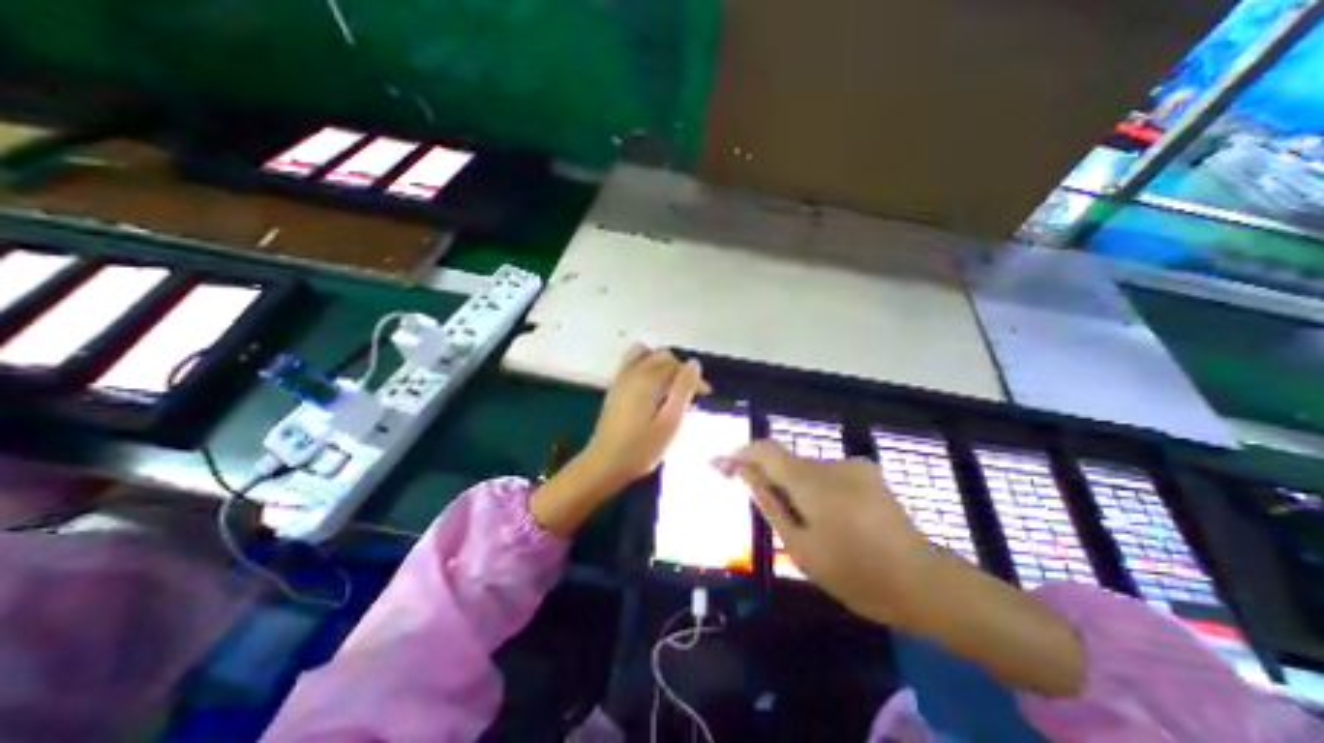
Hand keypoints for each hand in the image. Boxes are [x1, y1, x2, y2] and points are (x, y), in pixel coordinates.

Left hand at [530, 347, 707, 536]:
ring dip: (662, 366)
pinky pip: (633, 364)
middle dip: (679, 370)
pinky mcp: (615, 389)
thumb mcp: (670, 422)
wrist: (603, 464)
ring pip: (645, 355)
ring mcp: (621, 379)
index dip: (693, 377)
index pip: (676, 364)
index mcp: (647, 378)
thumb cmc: (641, 448)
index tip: (705, 395)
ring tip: (671, 388)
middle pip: (661, 356)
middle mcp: (632, 372)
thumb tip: (694, 364)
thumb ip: (683, 390)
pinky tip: (653, 391)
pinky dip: (648, 368)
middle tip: (690, 394)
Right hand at [715, 444, 929, 624]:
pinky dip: (815, 487)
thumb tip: (748, 475)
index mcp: (813, 483)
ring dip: (793, 484)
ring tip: (798, 519)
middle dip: (765, 472)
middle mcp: (832, 464)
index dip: (741, 453)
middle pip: (786, 460)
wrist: (925, 583)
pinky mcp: (868, 472)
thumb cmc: (856, 574)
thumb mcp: (802, 548)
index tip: (720, 462)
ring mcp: (854, 465)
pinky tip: (826, 515)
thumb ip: (771, 505)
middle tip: (750, 491)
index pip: (766, 451)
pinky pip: (827, 473)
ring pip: (806, 468)